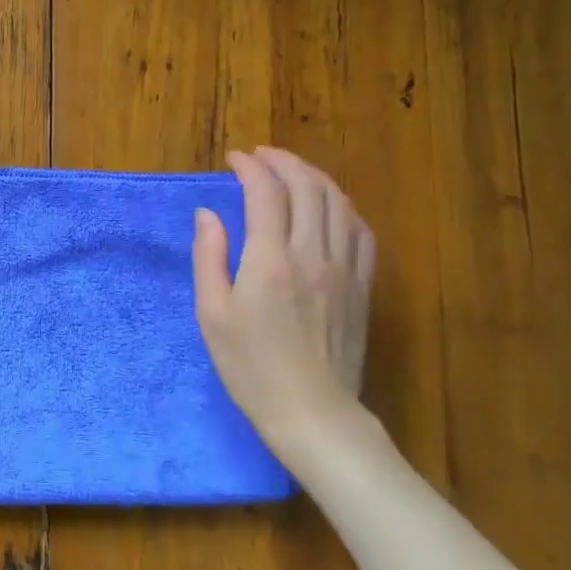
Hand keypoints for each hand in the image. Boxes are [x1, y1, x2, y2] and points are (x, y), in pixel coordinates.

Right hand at [193, 147, 378, 468]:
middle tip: (261, 156)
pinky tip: (329, 207)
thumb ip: (209, 257)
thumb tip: (208, 214)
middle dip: (283, 162)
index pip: (266, 193)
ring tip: (292, 171)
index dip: (251, 167)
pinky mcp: (362, 286)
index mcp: (270, 261)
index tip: (234, 159)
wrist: (312, 412)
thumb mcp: (212, 314)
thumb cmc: (251, 367)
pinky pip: (360, 231)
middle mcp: (312, 254)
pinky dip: (342, 207)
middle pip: (307, 187)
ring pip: (338, 203)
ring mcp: (344, 269)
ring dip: (314, 177)